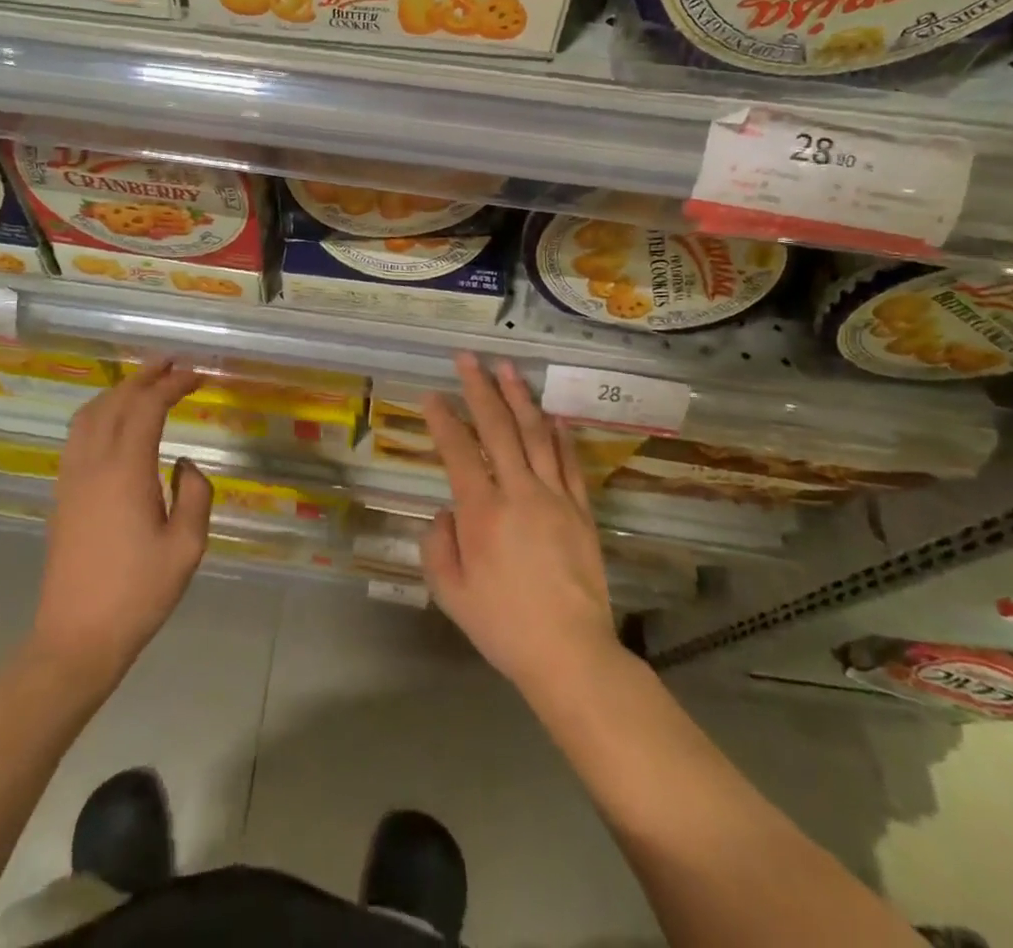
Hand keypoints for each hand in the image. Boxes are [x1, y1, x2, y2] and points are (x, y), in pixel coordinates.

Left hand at [30, 359, 212, 688]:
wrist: (76, 638)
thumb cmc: (138, 593)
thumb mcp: (187, 547)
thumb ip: (195, 495)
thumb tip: (185, 464)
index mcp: (126, 470)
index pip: (147, 407)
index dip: (172, 384)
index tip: (196, 375)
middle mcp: (93, 463)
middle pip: (115, 402)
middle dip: (144, 376)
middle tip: (171, 363)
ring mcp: (71, 478)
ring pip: (90, 415)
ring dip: (118, 391)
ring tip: (144, 383)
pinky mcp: (62, 494)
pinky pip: (77, 435)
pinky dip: (99, 413)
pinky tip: (113, 422)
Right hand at [422, 353, 619, 703]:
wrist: (571, 654)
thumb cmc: (503, 625)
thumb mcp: (450, 592)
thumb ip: (438, 544)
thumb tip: (445, 512)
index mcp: (482, 512)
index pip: (458, 451)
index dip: (443, 419)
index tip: (432, 395)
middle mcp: (518, 492)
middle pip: (498, 428)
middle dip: (480, 389)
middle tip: (468, 358)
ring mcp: (555, 498)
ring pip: (536, 435)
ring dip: (519, 398)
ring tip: (508, 368)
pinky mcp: (581, 511)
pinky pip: (569, 462)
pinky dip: (559, 434)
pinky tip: (552, 415)